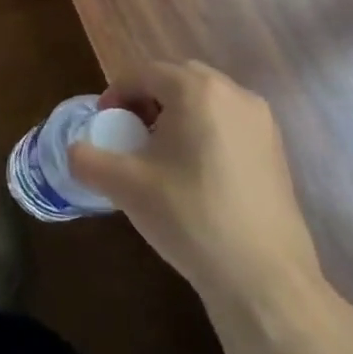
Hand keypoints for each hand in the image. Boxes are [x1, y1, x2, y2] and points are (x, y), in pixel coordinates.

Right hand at [67, 60, 322, 312]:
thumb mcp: (124, 186)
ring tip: (160, 156)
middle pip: (176, 80)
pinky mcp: (277, 151)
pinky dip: (203, 133)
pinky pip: (228, 123)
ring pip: (205, 101)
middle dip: (147, 100)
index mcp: (197, 91)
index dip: (116, 94)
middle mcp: (235, 94)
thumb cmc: (190, 217)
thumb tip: (75, 152)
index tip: (104, 126)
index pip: (143, 73)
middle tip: (130, 135)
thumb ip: (87, 159)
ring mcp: (262, 123)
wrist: (264, 280)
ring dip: (176, 115)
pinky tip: (194, 175)